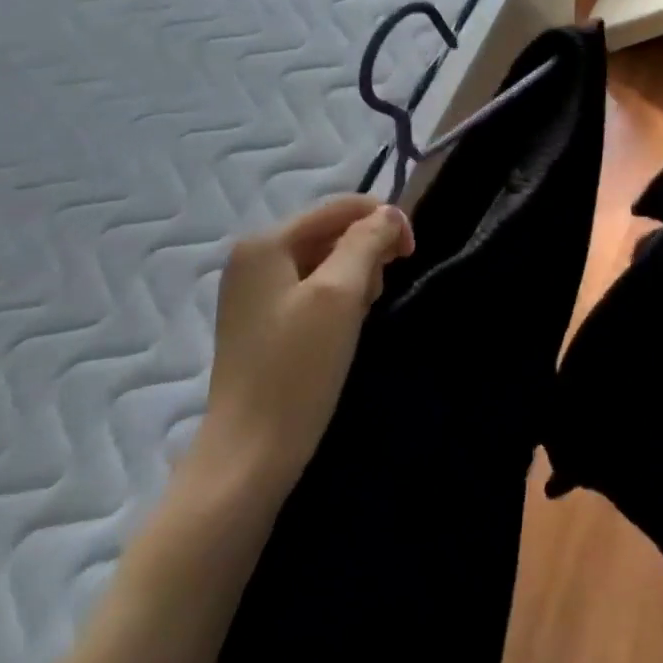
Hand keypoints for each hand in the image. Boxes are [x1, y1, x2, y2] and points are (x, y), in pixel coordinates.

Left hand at [190, 195, 413, 502]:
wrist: (250, 455)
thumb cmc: (296, 369)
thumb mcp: (340, 295)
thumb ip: (367, 242)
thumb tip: (388, 214)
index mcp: (265, 243)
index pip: (339, 207)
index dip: (382, 220)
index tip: (411, 253)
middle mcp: (253, 258)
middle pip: (331, 231)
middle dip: (366, 252)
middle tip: (380, 293)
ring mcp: (254, 291)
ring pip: (324, 261)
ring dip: (355, 277)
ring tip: (362, 313)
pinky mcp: (261, 322)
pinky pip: (311, 288)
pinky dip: (337, 298)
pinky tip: (344, 327)